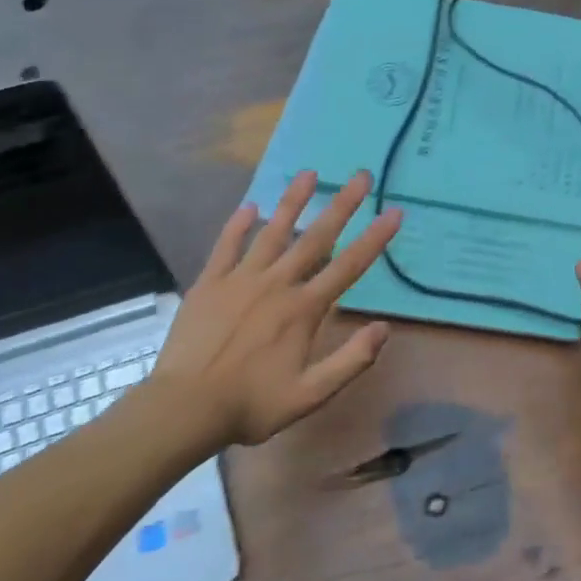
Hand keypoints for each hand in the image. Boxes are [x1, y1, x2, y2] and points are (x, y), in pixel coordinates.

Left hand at [150, 170, 401, 445]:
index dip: (375, 238)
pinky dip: (238, 225)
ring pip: (272, 232)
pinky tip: (249, 206)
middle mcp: (277, 284)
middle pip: (316, 237)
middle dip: (342, 205)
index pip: (348, 266)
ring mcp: (240, 280)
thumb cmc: (252, 404)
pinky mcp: (209, 284)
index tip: (394, 212)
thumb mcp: (311, 394)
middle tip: (361, 176)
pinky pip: (226, 246)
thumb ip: (351, 361)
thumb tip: (384, 328)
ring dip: (293, 202)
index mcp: (304, 309)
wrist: (185, 408)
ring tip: (309, 173)